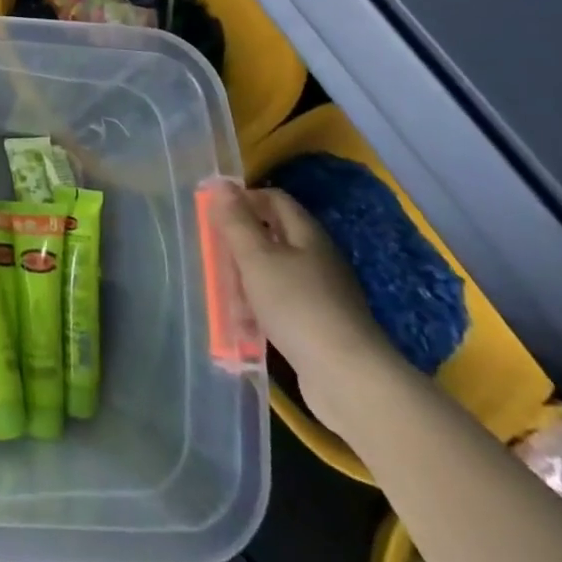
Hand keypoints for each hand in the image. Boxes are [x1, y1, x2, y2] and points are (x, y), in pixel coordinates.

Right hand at [211, 178, 396, 437]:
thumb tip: (221, 184)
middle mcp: (317, 258)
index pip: (274, 199)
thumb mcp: (257, 258)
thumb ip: (236, 221)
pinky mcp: (320, 324)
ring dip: (247, 279)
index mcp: (307, 234)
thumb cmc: (297, 306)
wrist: (348, 377)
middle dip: (240, 243)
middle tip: (213, 255)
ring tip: (224, 294)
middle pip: (273, 236)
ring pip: (275, 272)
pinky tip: (246, 325)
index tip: (214, 215)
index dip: (244, 199)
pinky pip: (282, 303)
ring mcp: (322, 293)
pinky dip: (261, 307)